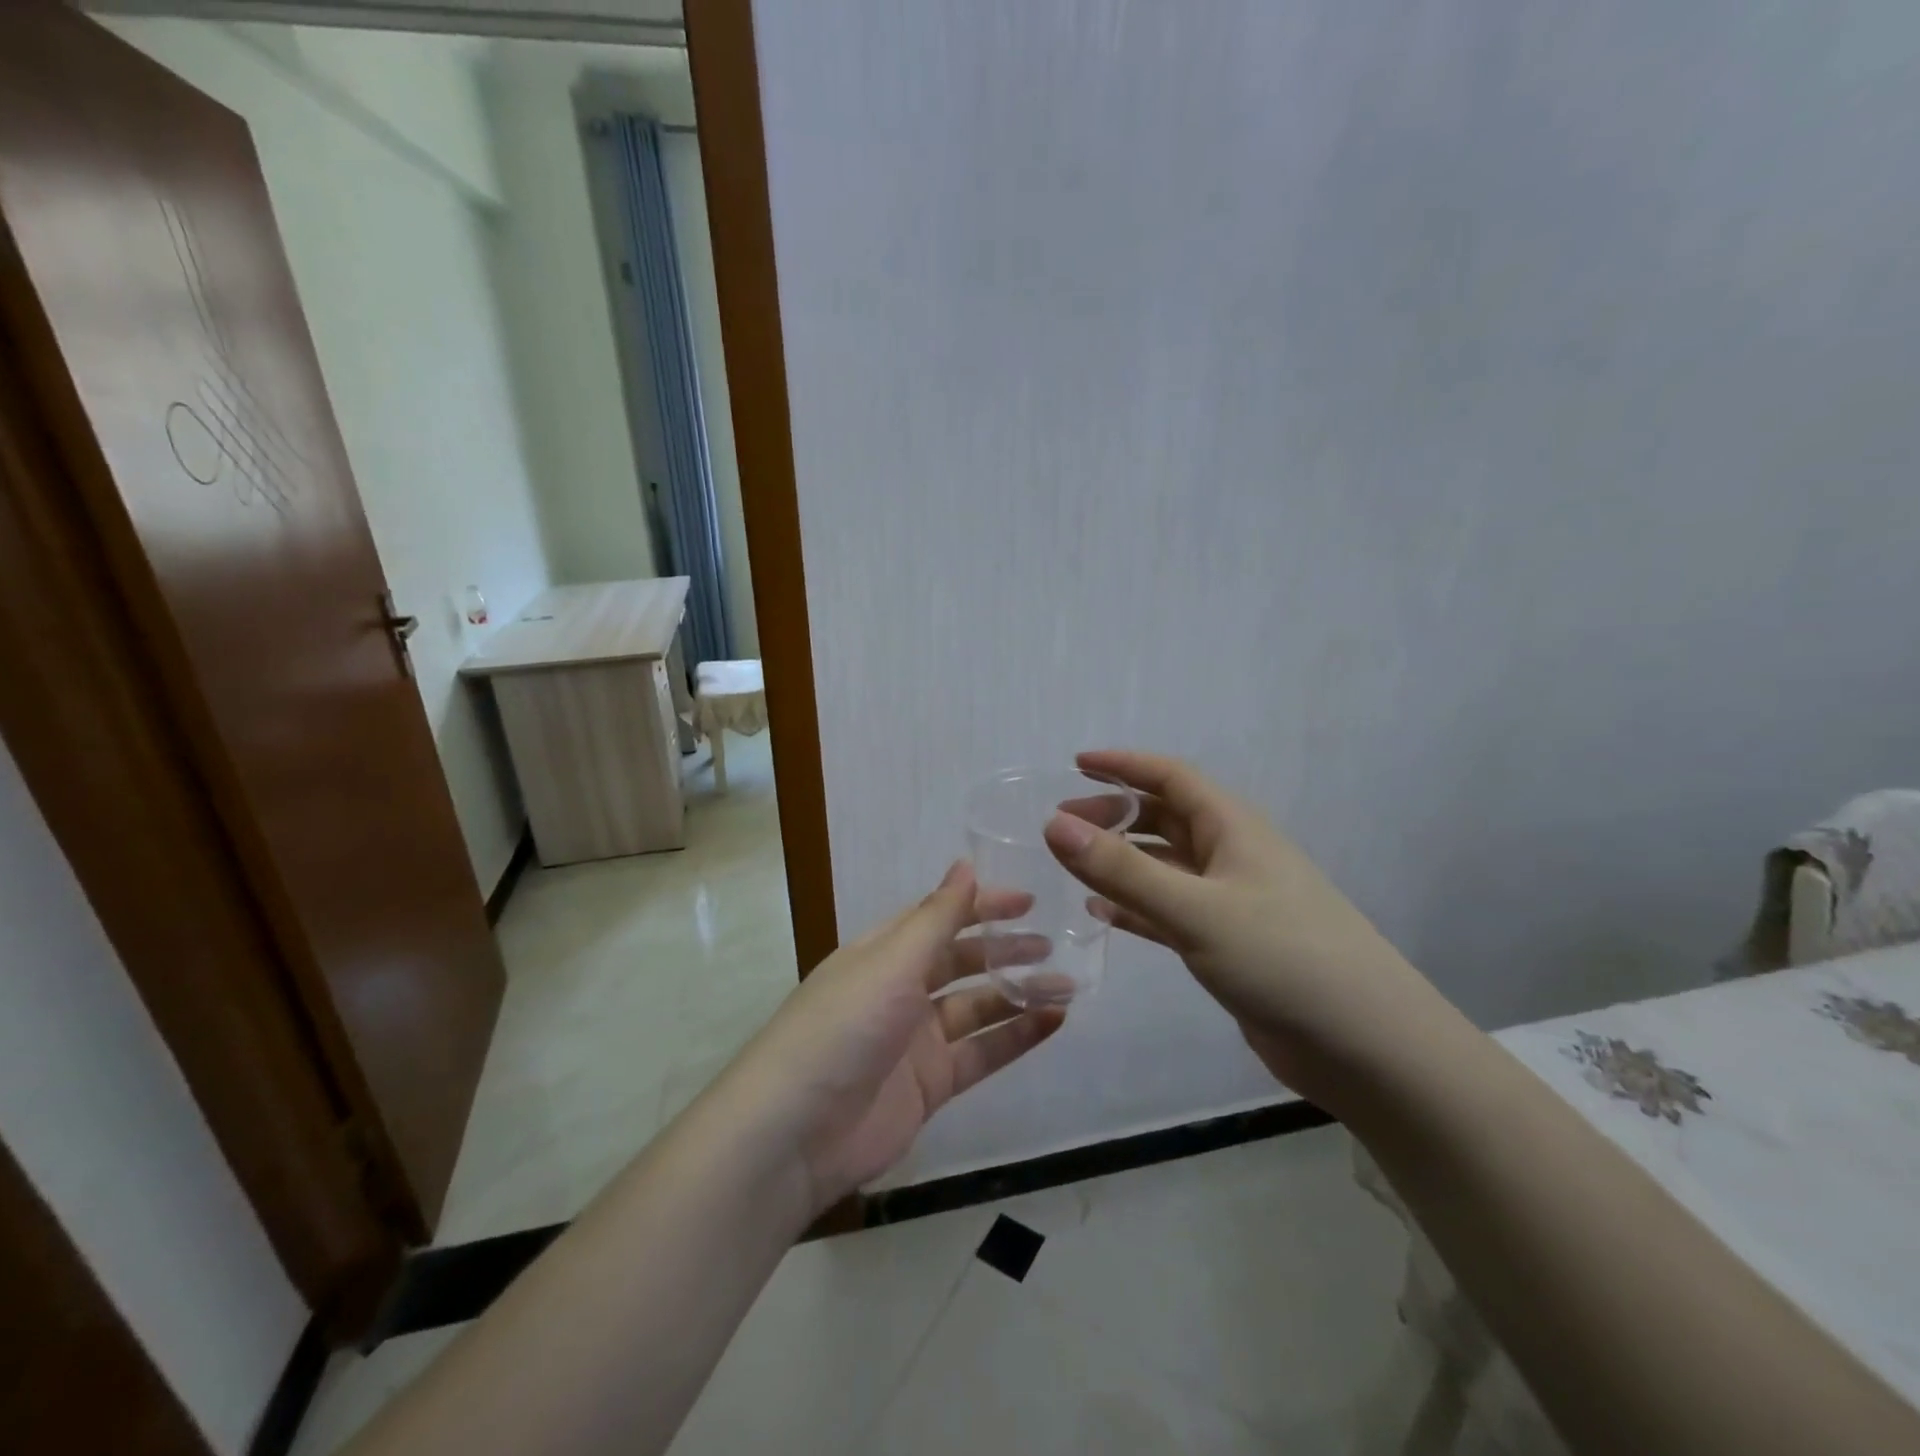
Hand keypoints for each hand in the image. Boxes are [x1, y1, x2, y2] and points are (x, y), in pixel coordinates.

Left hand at [728, 862, 1063, 1214]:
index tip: (1028, 901)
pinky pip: (981, 1054)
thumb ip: (935, 918)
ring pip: (978, 1008)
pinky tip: (1053, 1023)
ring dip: (1019, 994)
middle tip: (1053, 944)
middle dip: (1004, 950)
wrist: (794, 1133)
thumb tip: (965, 864)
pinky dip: (1016, 1037)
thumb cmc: (843, 1027)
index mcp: (883, 953)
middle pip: (961, 961)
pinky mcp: (930, 1085)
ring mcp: (916, 1040)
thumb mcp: (891, 963)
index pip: (939, 917)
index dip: (981, 906)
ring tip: (1067, 985)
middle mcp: (900, 990)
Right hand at [1045, 750, 1446, 1110]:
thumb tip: (1053, 823)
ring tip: (1072, 865)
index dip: (1124, 766)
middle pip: (1165, 819)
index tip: (1075, 763)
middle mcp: (1232, 856)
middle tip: (1061, 826)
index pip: (1171, 777)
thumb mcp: (1195, 909)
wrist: (1367, 1048)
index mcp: (1233, 828)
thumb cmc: (1284, 959)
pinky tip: (1102, 914)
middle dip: (1114, 815)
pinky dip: (1135, 907)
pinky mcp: (1229, 945)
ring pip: (1165, 867)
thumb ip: (1122, 868)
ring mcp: (1232, 902)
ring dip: (1121, 861)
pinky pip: (1170, 912)